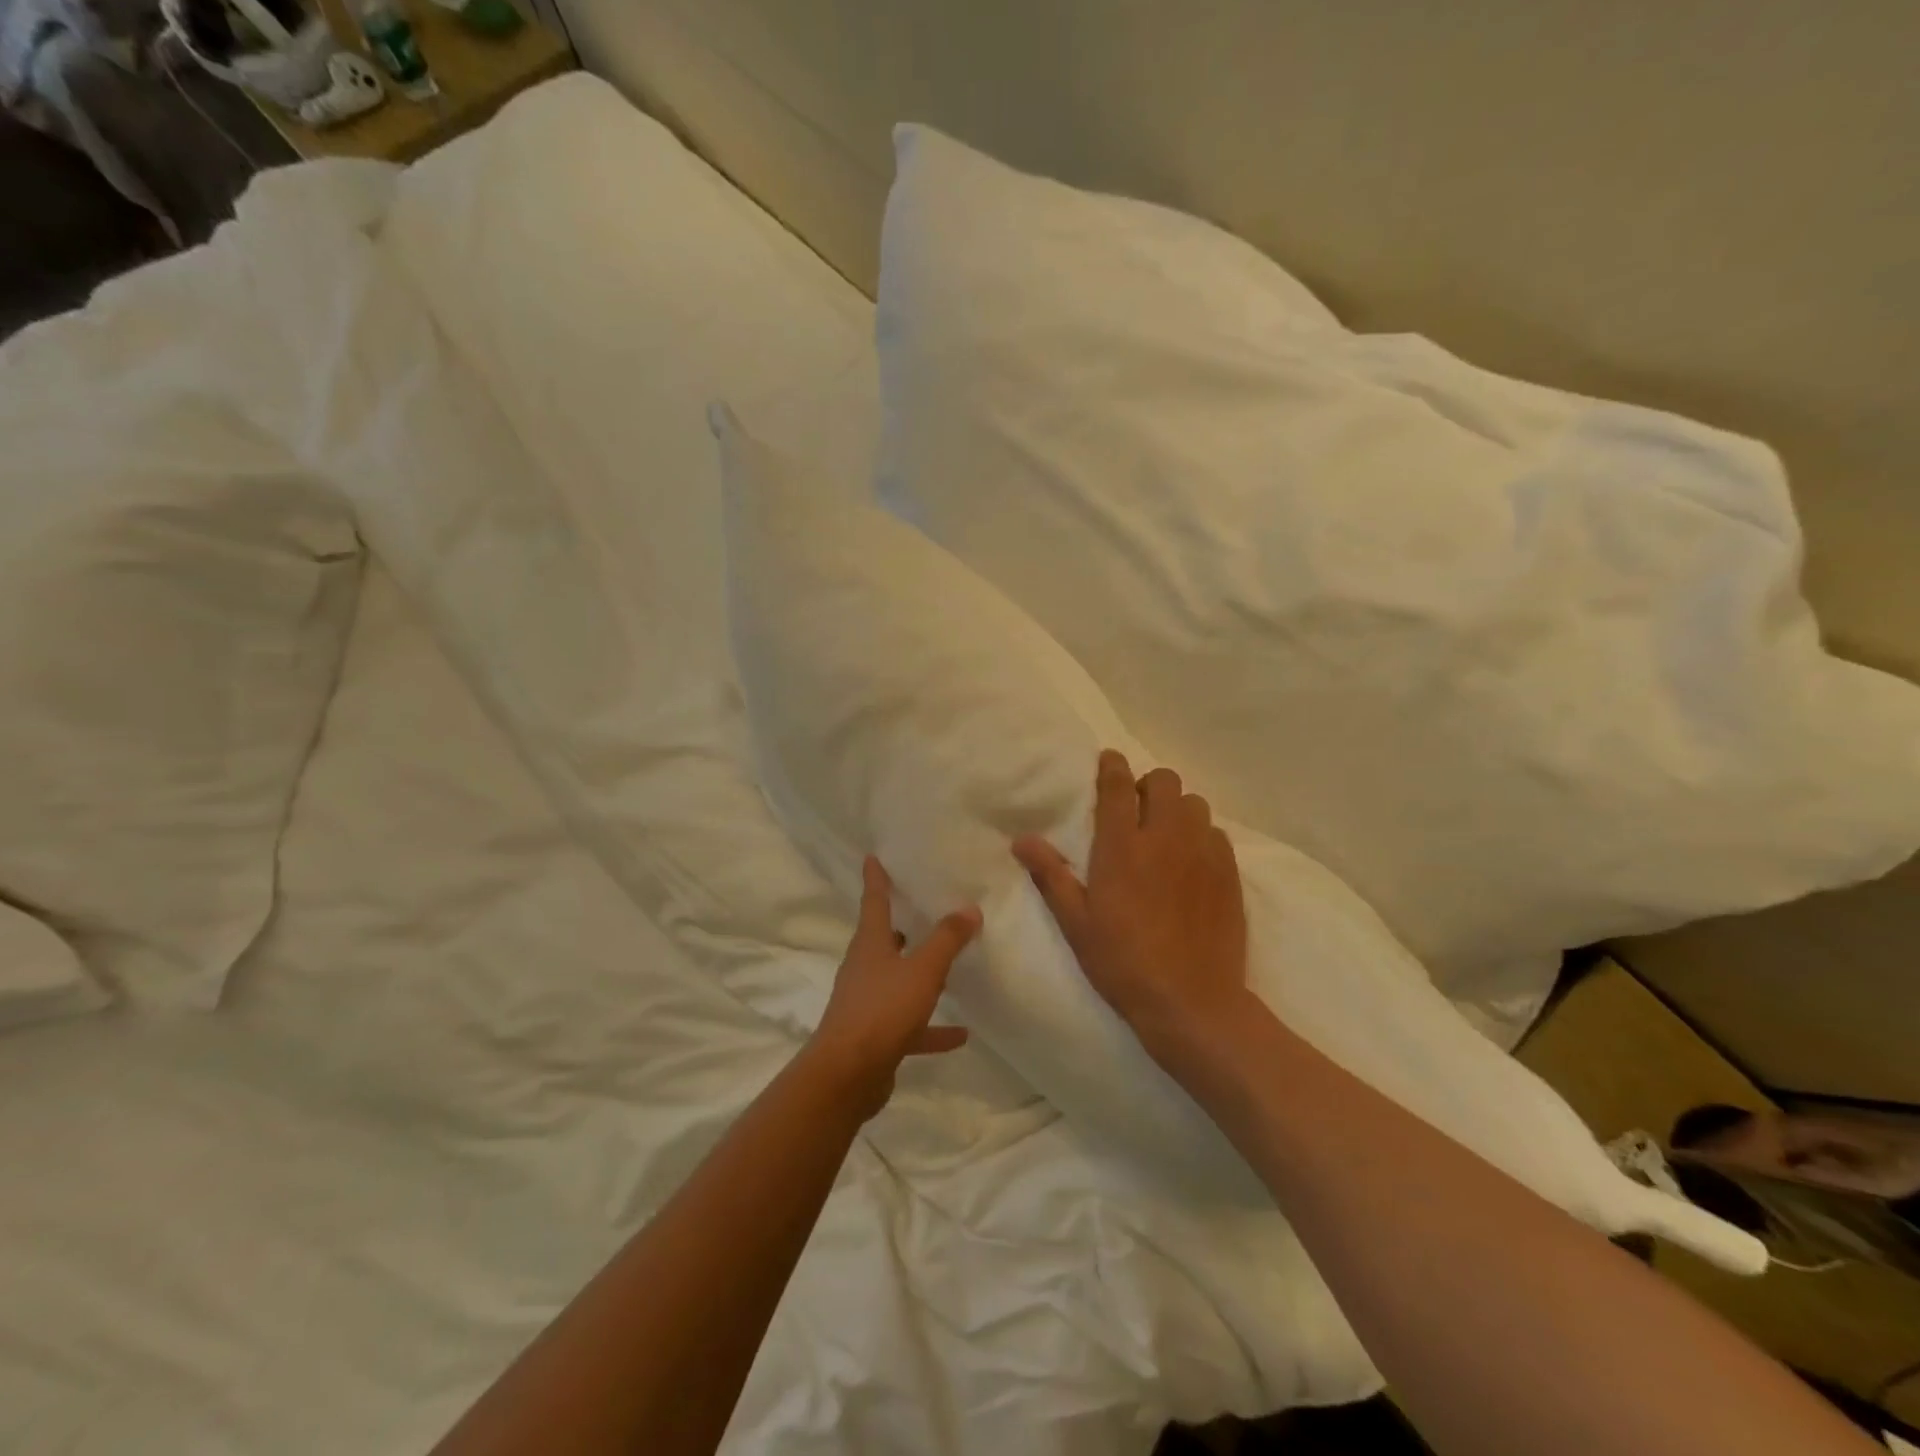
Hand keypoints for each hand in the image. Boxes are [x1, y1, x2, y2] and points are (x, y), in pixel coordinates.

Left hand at [805, 856, 978, 1119]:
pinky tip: (961, 1033)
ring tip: (950, 967)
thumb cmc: (882, 1010)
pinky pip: (910, 1024)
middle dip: (901, 924)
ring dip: (921, 975)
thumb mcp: (922, 970)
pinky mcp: (876, 1035)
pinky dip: (932, 1027)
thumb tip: (969, 907)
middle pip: (884, 939)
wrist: (847, 1075)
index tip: (872, 857)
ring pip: (898, 980)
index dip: (875, 878)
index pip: (873, 901)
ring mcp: (868, 1002)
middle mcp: (865, 968)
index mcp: (870, 944)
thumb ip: (947, 939)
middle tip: (923, 907)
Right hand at [1013, 751, 1249, 1066]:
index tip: (1108, 761)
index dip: (1112, 766)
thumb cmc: (1123, 962)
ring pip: (1194, 803)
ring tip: (1164, 835)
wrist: (1191, 1002)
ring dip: (1176, 808)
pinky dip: (1200, 835)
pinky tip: (1190, 863)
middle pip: (1164, 781)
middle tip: (1134, 811)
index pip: (1118, 785)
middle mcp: (1165, 837)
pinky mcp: (1229, 872)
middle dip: (1147, 785)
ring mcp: (1202, 852)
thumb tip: (1021, 839)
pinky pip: (1216, 832)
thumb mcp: (1076, 923)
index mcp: (1122, 846)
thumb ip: (1050, 875)